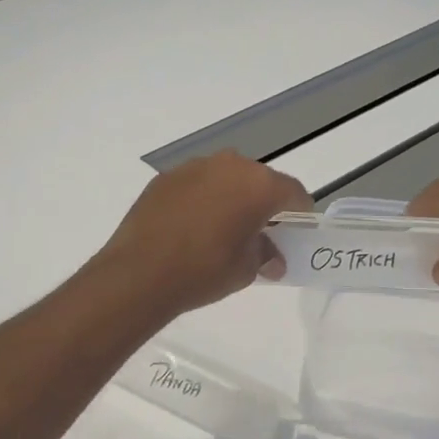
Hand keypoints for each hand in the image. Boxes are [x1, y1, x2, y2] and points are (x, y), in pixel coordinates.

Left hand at [94, 152, 311, 317]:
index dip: (299, 212)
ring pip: (226, 177)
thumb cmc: (204, 271)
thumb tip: (272, 256)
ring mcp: (194, 167)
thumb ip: (265, 254)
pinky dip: (202, 198)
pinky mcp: (166, 177)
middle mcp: (230, 165)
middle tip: (259, 232)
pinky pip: (197, 184)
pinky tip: (192, 226)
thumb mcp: (245, 270)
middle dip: (263, 203)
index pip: (293, 192)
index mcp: (258, 185)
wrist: (139, 272)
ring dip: (231, 197)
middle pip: (259, 180)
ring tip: (222, 228)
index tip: (294, 231)